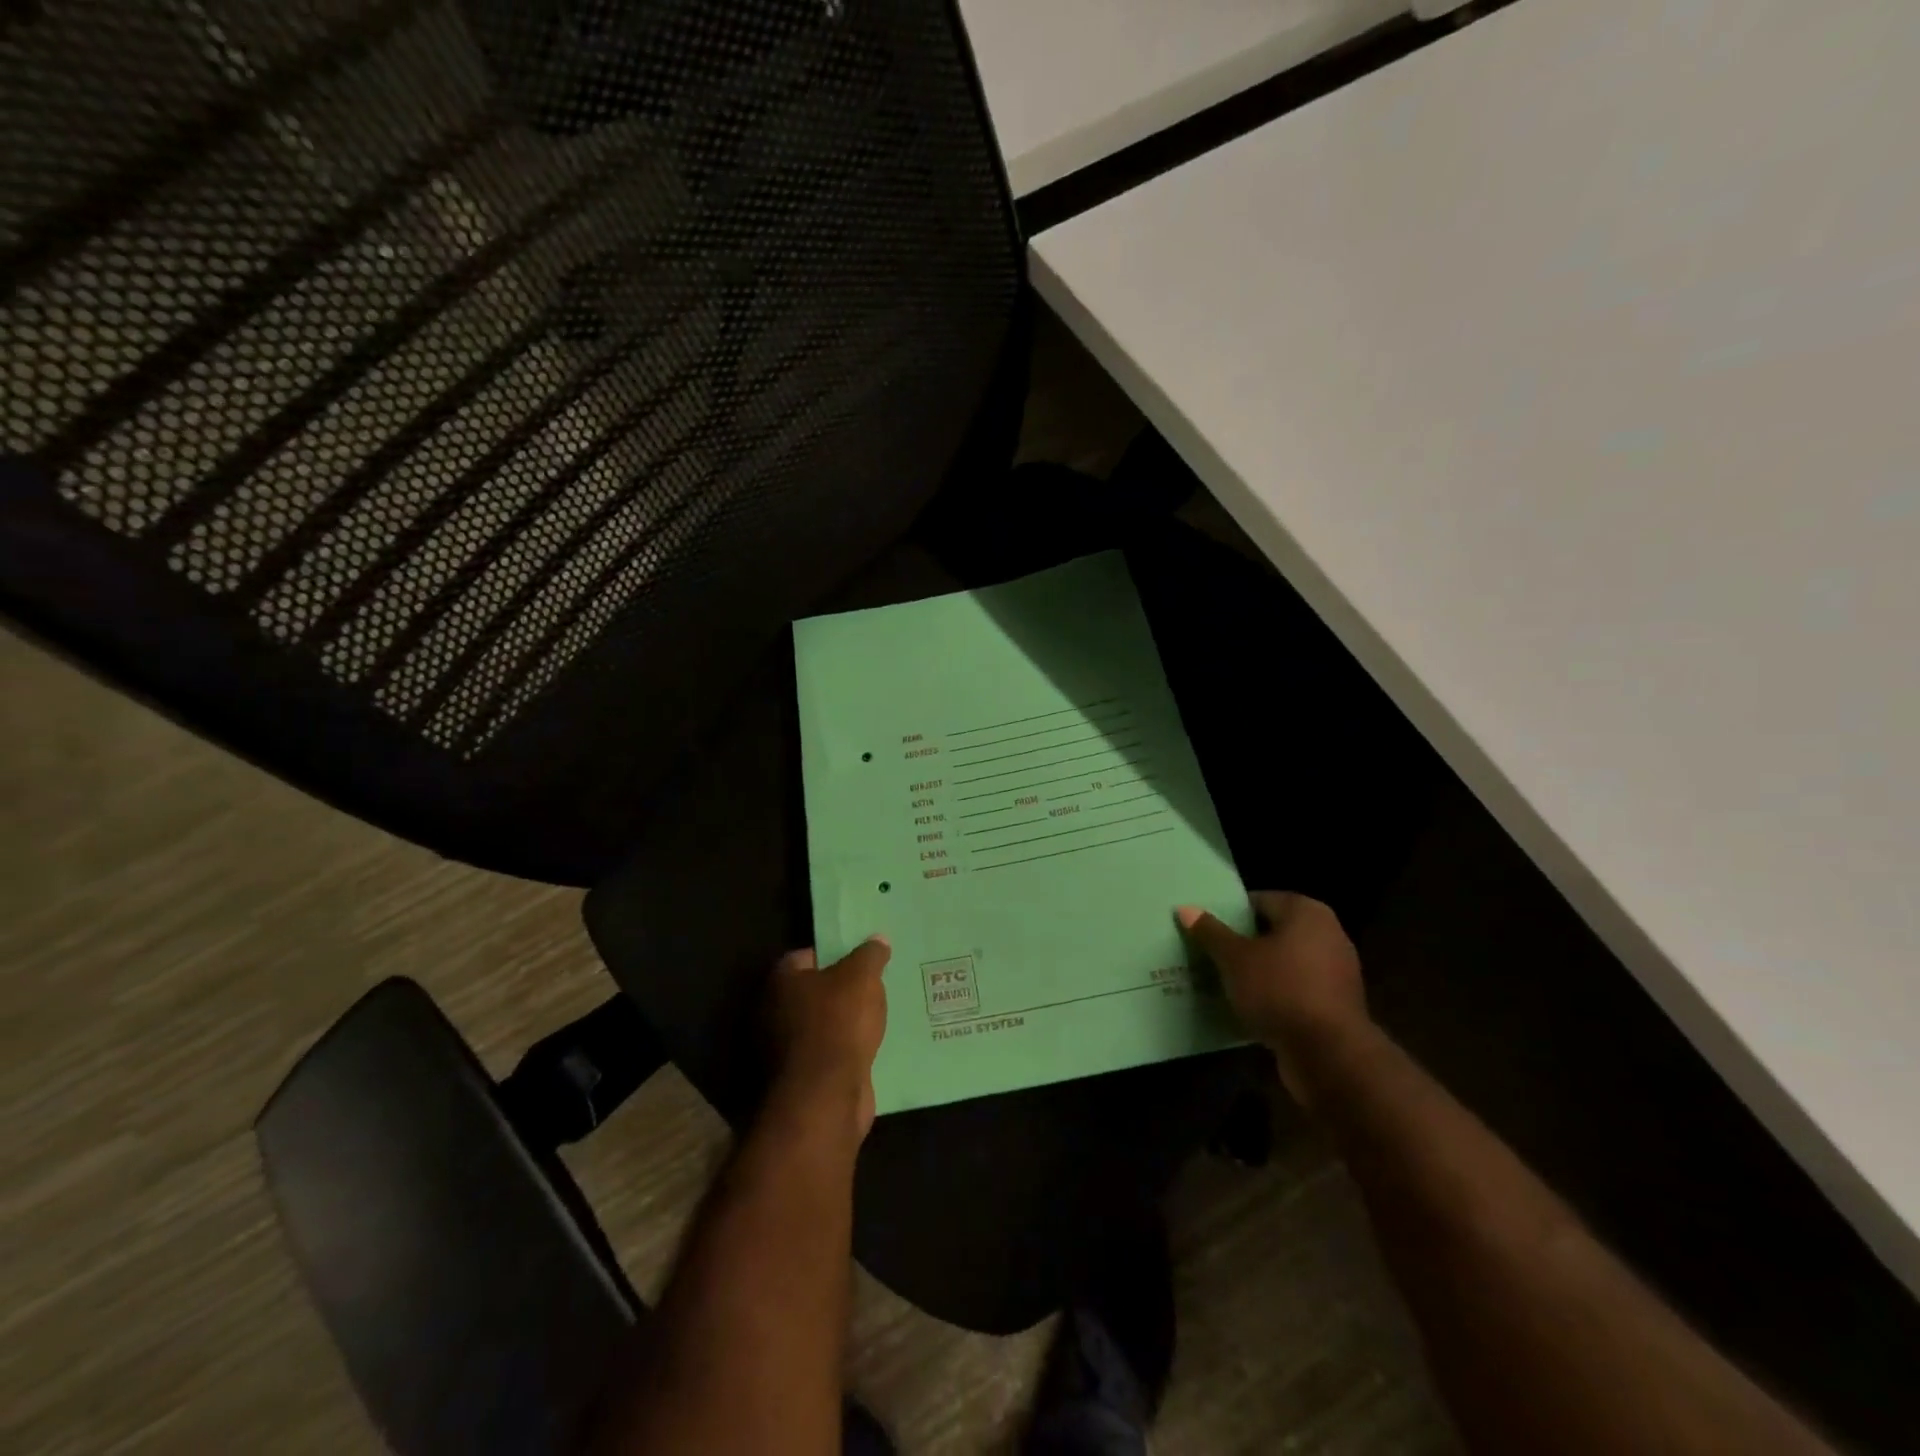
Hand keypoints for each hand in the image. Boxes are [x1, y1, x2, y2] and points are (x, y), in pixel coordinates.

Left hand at [767, 937, 890, 1138]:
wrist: (826, 1095)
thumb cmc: (838, 1022)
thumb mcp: (862, 977)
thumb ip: (870, 955)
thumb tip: (878, 940)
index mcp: (781, 981)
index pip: (806, 956)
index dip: (833, 954)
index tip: (860, 959)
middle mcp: (773, 1012)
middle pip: (812, 992)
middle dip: (840, 990)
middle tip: (873, 986)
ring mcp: (784, 1049)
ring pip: (820, 1026)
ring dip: (844, 1024)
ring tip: (878, 1015)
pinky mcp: (800, 1079)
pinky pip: (827, 1054)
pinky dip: (844, 1051)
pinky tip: (871, 1046)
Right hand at [1176, 893, 1368, 1101]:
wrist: (1330, 1055)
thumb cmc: (1280, 990)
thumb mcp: (1235, 959)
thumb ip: (1210, 932)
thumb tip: (1185, 908)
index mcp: (1307, 912)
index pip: (1259, 900)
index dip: (1230, 912)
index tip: (1205, 927)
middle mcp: (1328, 934)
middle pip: (1273, 931)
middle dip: (1243, 942)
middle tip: (1209, 951)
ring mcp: (1336, 971)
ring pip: (1284, 962)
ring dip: (1258, 970)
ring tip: (1223, 979)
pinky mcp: (1335, 1004)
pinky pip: (1296, 988)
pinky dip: (1275, 993)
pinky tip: (1248, 1004)